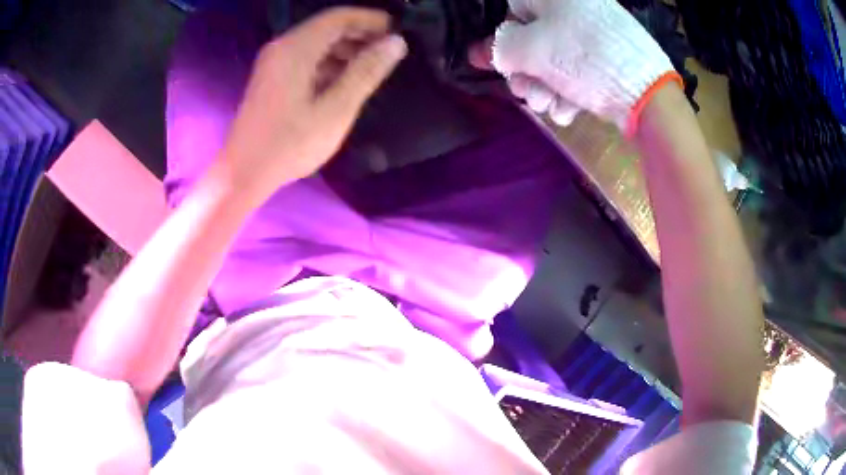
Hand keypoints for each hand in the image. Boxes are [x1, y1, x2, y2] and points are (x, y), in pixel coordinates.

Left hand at [218, 7, 406, 205]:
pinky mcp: (271, 79)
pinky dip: (328, 63)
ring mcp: (273, 63)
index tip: (398, 31)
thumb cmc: (290, 144)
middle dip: (360, 34)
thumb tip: (396, 43)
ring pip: (316, 44)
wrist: (243, 174)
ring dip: (345, 50)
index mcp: (296, 48)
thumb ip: (366, 71)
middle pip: (327, 28)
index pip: (339, 17)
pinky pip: (305, 59)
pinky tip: (344, 81)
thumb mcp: (336, 109)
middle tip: (389, 51)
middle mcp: (282, 47)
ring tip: (371, 67)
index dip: (371, 20)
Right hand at [471, 0, 677, 132]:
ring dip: (545, 88)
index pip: (514, 8)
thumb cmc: (584, 59)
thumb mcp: (532, 50)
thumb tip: (481, 51)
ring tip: (549, 107)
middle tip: (526, 93)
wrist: (648, 94)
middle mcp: (575, 10)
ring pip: (555, 59)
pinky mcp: (607, 61)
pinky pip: (578, 71)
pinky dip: (569, 92)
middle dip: (526, 71)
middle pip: (534, 38)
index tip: (502, 63)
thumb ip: (499, 49)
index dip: (503, 37)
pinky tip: (570, 110)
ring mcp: (594, 36)